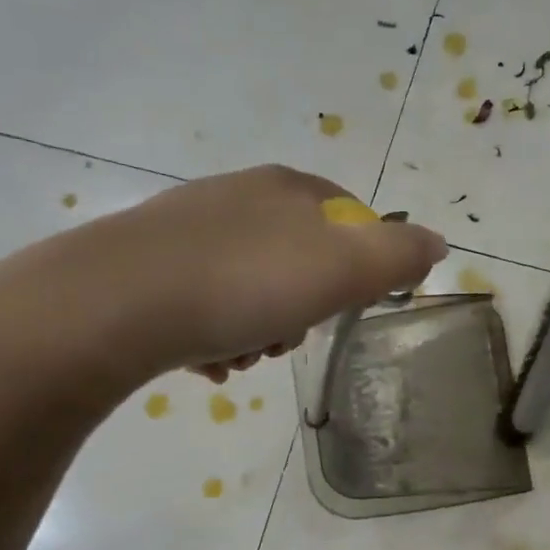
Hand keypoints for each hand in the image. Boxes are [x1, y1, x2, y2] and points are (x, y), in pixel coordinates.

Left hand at [0, 164, 446, 393]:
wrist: (112, 305)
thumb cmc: (246, 283)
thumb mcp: (344, 269)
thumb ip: (399, 255)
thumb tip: (437, 243)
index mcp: (287, 188)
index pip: (350, 217)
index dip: (360, 267)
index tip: (345, 306)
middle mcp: (237, 196)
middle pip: (299, 258)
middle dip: (303, 307)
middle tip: (288, 338)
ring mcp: (186, 227)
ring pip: (252, 284)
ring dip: (259, 328)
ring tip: (241, 357)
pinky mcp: (145, 264)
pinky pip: (203, 301)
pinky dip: (214, 334)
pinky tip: (204, 361)